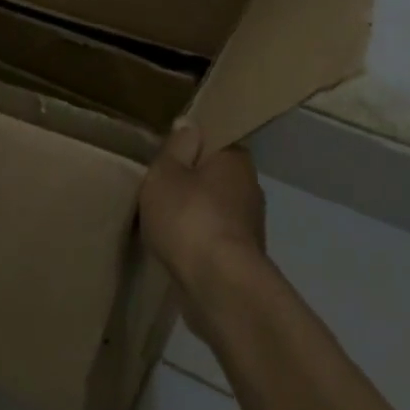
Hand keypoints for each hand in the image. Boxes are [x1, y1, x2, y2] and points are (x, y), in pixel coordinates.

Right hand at [137, 121, 266, 293]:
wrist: (218, 286)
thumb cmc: (189, 218)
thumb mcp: (166, 172)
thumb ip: (176, 147)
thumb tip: (189, 123)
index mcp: (236, 158)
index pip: (216, 140)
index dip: (192, 145)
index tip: (169, 154)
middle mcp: (250, 187)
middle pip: (216, 176)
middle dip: (193, 181)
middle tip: (160, 187)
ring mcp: (249, 225)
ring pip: (216, 209)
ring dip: (196, 214)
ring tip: (163, 222)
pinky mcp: (242, 258)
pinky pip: (214, 239)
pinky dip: (198, 242)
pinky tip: (177, 249)